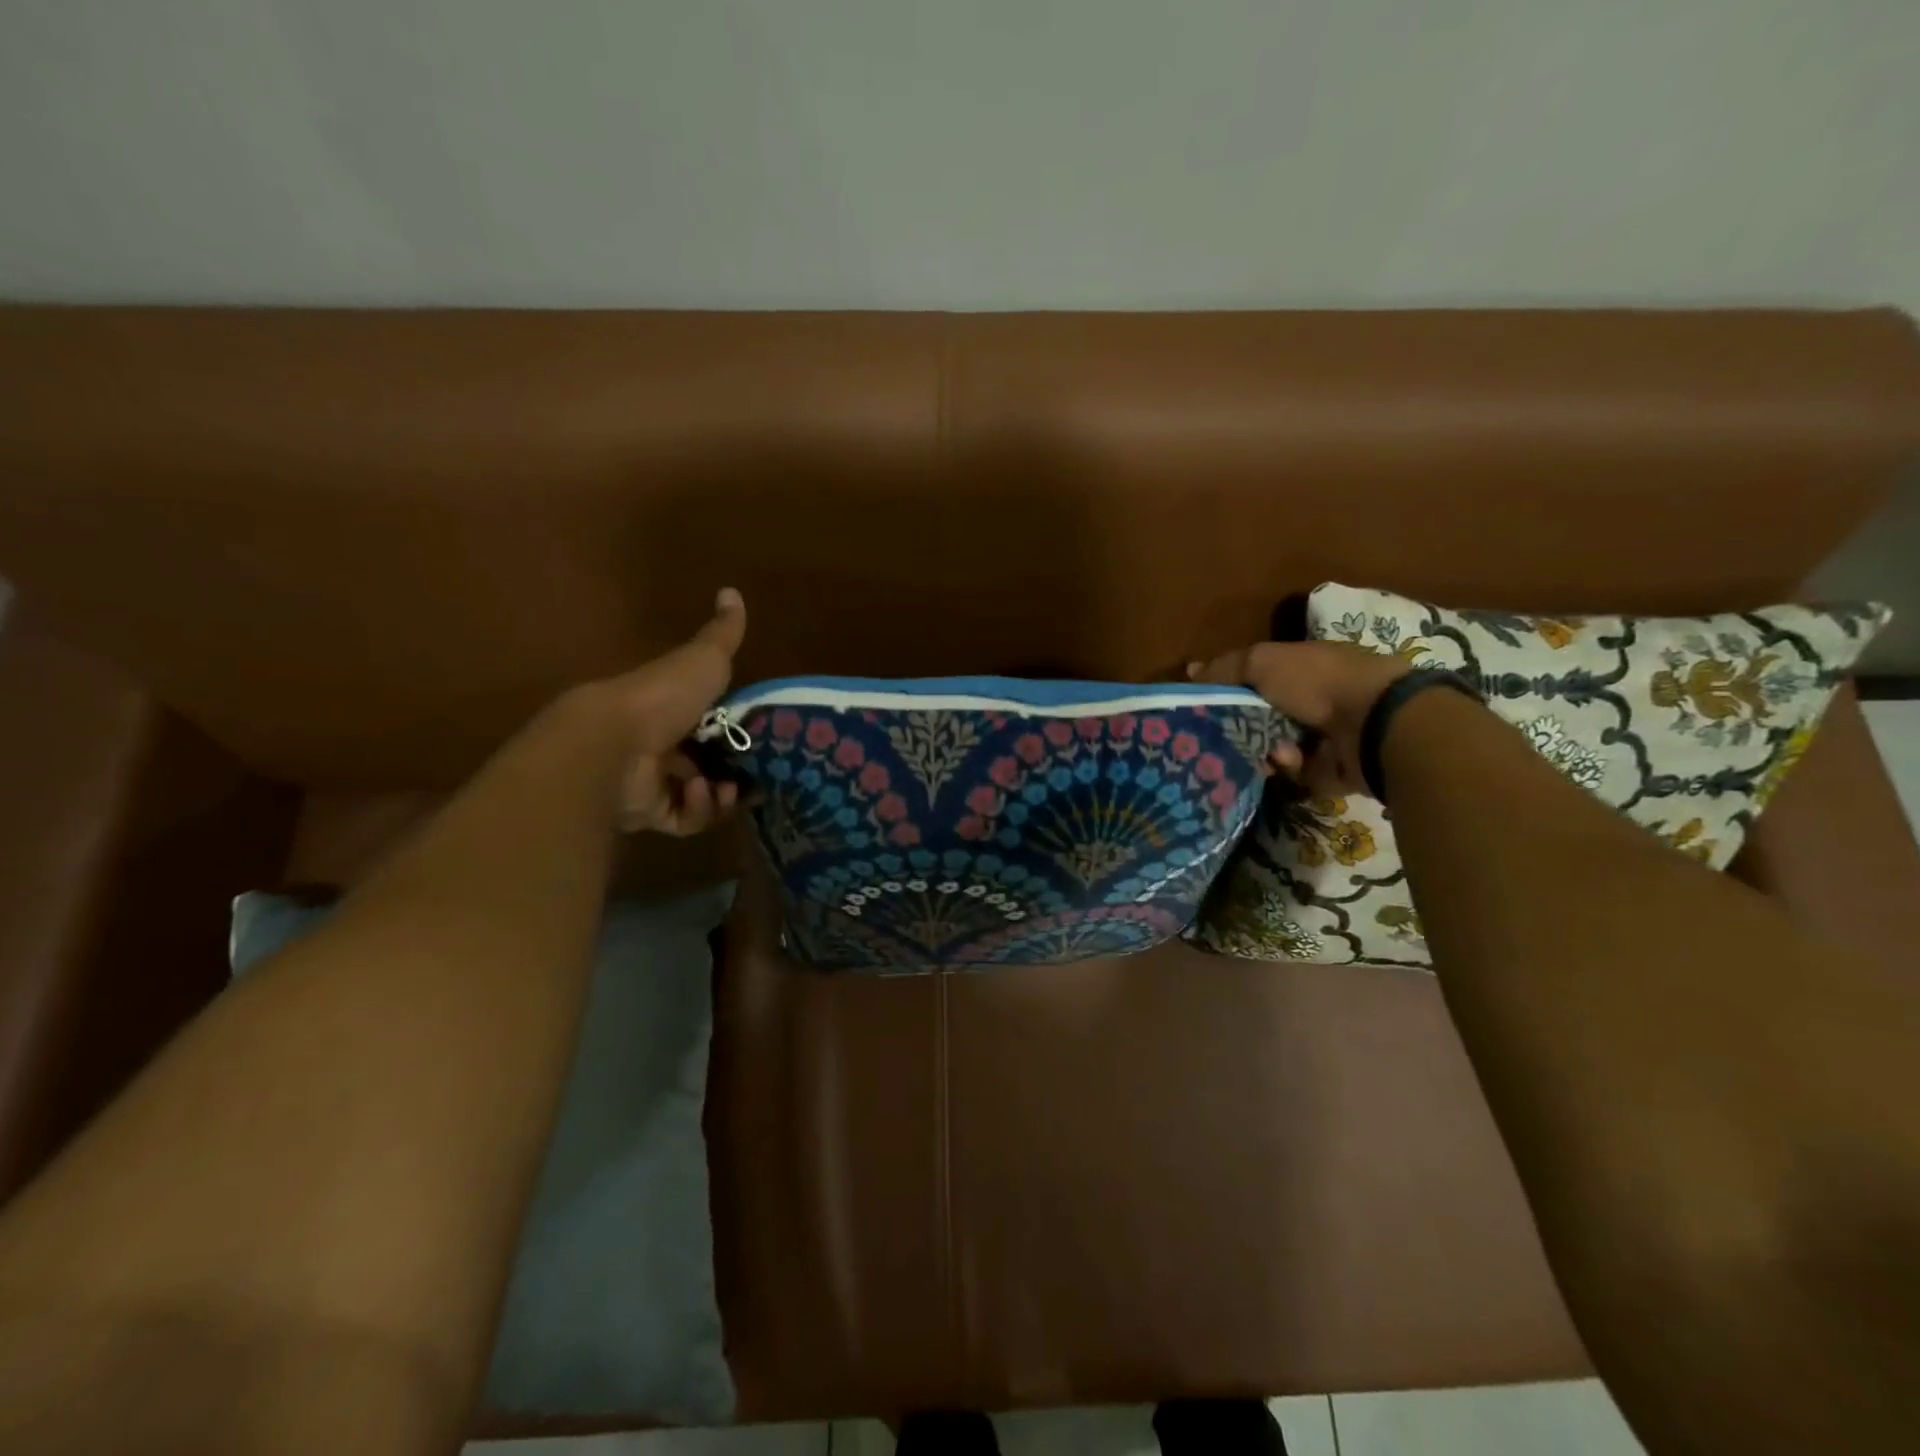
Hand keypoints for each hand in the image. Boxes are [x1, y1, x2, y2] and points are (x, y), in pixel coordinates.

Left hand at [597, 587, 748, 834]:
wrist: (613, 742)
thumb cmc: (662, 696)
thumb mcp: (704, 659)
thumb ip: (723, 634)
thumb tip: (732, 590)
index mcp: (669, 707)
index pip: (708, 721)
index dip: (735, 731)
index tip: (761, 739)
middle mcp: (658, 743)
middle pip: (704, 760)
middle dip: (733, 768)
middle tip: (755, 773)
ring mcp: (650, 780)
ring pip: (697, 795)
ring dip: (720, 793)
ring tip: (726, 787)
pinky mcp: (645, 812)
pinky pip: (683, 819)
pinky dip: (699, 810)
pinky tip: (701, 793)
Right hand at [1188, 640, 1409, 796]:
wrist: (1374, 724)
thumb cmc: (1316, 682)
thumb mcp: (1262, 662)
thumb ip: (1226, 668)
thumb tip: (1189, 670)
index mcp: (1301, 667)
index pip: (1256, 678)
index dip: (1230, 688)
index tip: (1204, 703)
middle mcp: (1313, 699)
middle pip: (1262, 716)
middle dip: (1241, 726)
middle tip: (1219, 735)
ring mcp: (1324, 736)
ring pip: (1273, 747)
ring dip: (1263, 748)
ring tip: (1262, 748)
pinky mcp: (1331, 770)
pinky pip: (1295, 773)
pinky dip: (1289, 766)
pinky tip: (1291, 759)